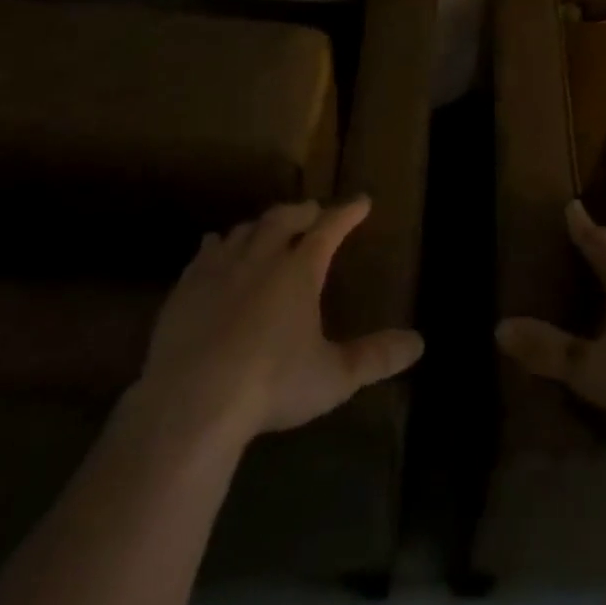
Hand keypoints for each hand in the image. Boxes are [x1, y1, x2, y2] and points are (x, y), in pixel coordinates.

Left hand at [133, 197, 423, 441]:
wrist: (191, 403)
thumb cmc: (271, 385)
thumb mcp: (333, 377)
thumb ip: (375, 357)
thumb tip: (419, 343)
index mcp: (300, 270)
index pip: (330, 228)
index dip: (348, 213)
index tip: (361, 201)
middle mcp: (262, 257)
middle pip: (284, 219)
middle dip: (303, 211)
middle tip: (313, 211)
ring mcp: (220, 270)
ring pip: (245, 231)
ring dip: (262, 224)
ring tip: (269, 227)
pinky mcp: (186, 289)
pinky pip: (205, 252)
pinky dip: (217, 244)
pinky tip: (215, 245)